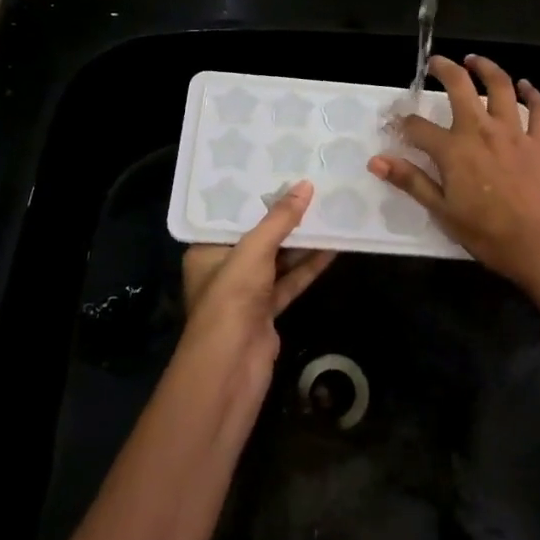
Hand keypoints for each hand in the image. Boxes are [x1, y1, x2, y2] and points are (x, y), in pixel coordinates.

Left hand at [180, 180, 335, 394]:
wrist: (230, 369)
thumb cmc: (230, 299)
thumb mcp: (254, 251)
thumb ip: (280, 220)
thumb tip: (306, 186)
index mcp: (206, 251)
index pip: (231, 216)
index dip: (255, 196)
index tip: (279, 171)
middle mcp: (224, 268)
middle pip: (258, 236)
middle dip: (283, 217)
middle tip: (310, 187)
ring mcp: (247, 292)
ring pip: (277, 259)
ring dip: (301, 240)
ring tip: (328, 210)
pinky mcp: (267, 310)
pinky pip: (290, 280)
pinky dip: (308, 266)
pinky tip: (332, 247)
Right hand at [369, 55, 539, 296]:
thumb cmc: (489, 236)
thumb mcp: (443, 213)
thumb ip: (411, 181)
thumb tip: (376, 160)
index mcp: (454, 150)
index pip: (418, 127)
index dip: (402, 122)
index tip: (395, 121)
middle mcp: (482, 131)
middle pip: (460, 87)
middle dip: (444, 69)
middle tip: (435, 62)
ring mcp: (515, 133)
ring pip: (501, 87)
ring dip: (486, 68)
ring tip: (474, 60)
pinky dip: (533, 93)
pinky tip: (526, 84)